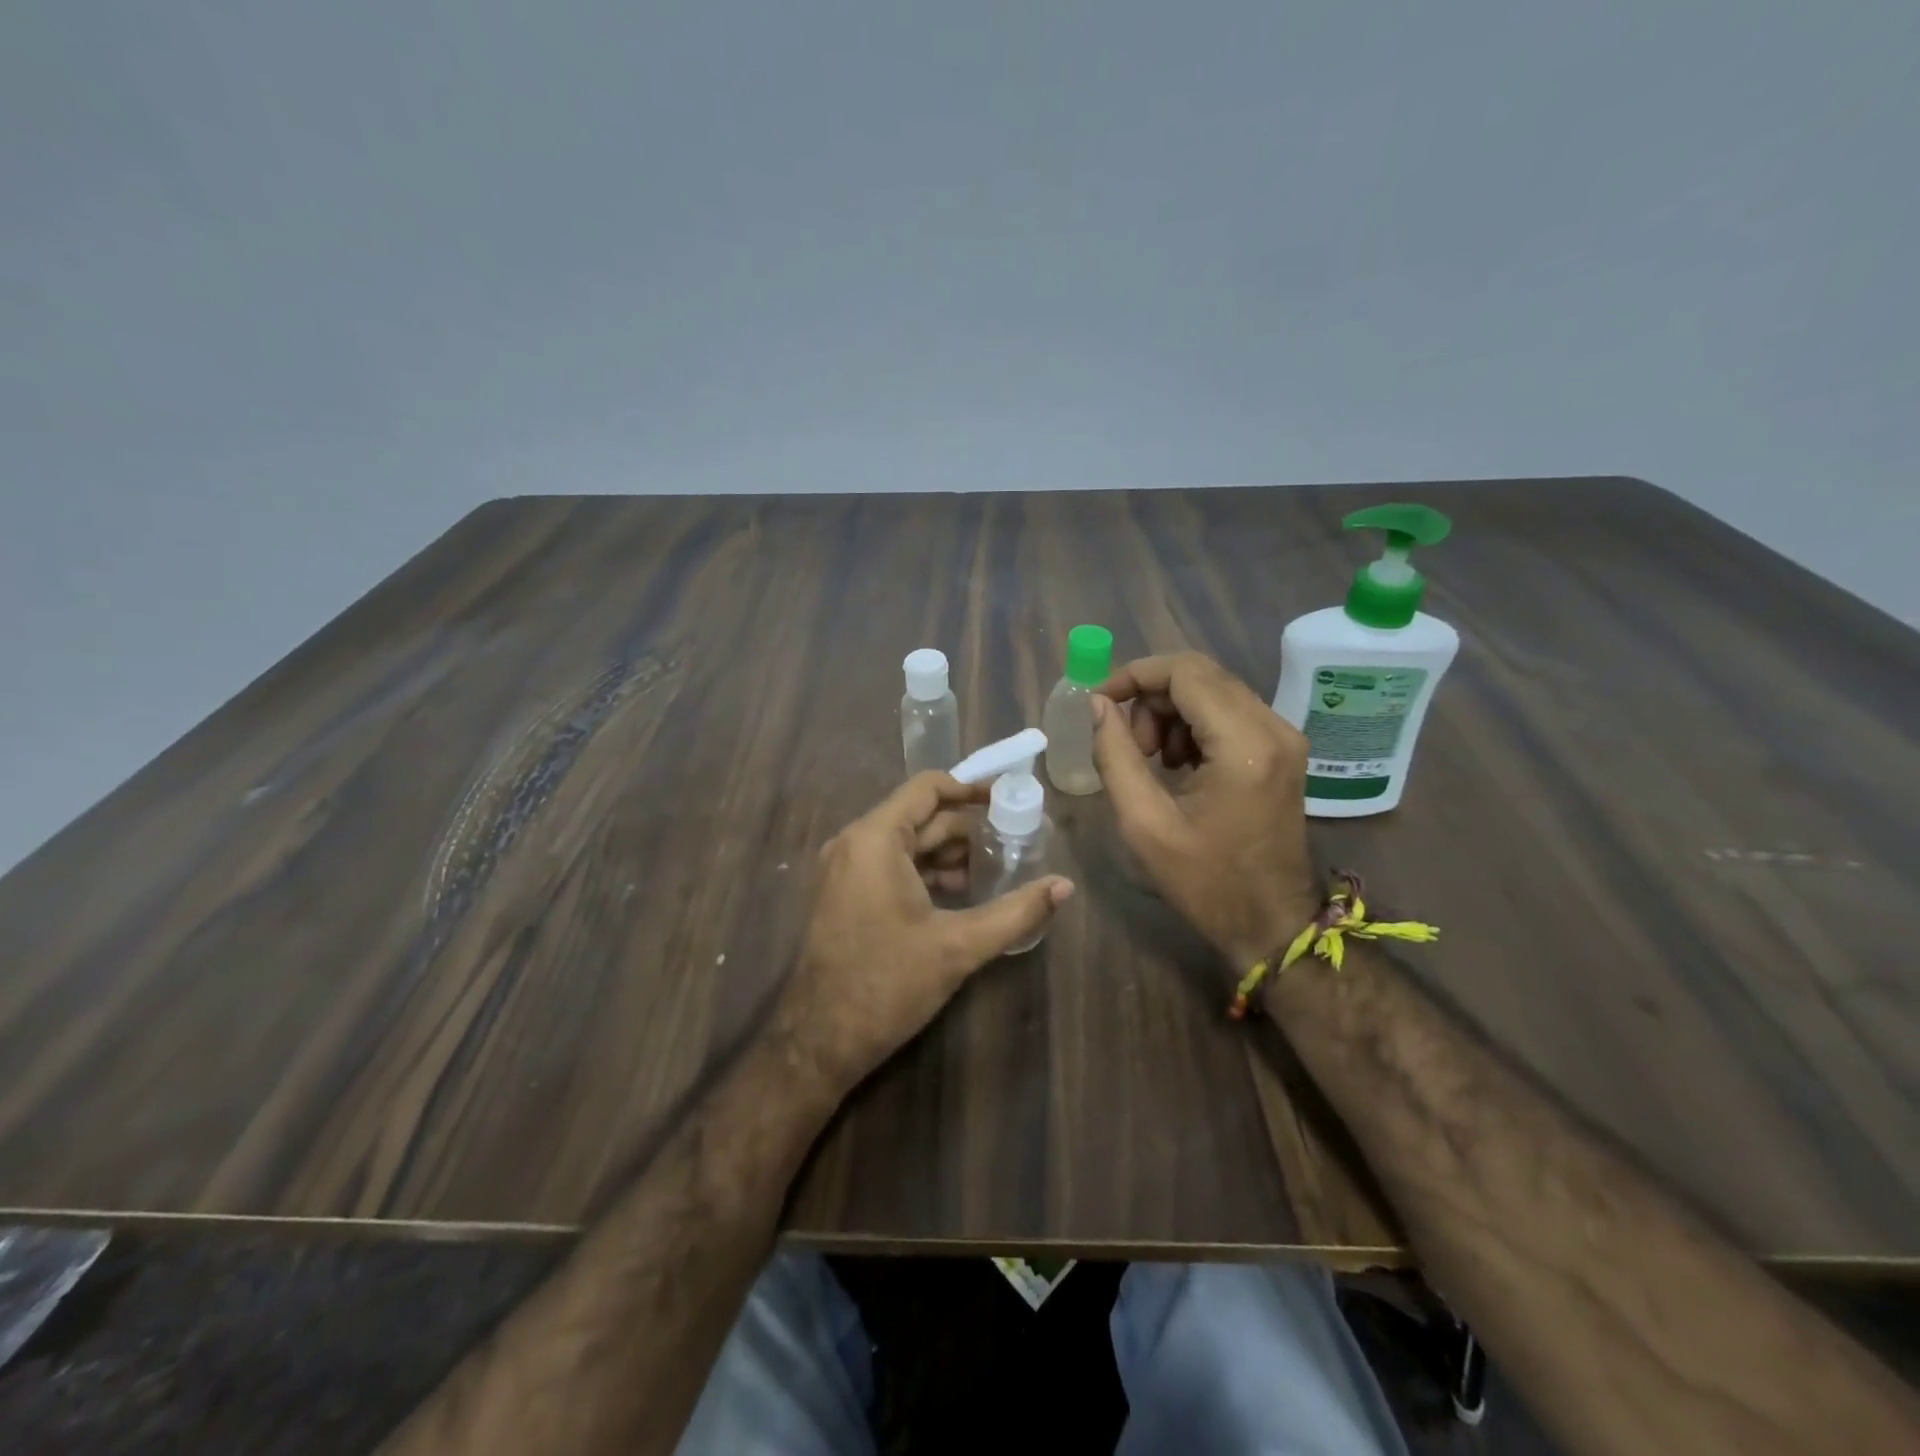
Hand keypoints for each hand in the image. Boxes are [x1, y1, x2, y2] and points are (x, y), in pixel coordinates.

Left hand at [776, 772, 1073, 1090]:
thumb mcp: (959, 946)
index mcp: (875, 839)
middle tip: (1013, 844)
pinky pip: (891, 865)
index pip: (927, 788)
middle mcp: (854, 843)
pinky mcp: (845, 893)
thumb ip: (1016, 912)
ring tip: (995, 873)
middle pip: (920, 816)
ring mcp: (845, 869)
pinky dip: (926, 872)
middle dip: (967, 829)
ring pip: (907, 843)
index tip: (1008, 801)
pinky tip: (960, 895)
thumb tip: (1065, 886)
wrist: (820, 1040)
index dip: (970, 789)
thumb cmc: (887, 984)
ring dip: (949, 853)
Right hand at [1091, 653, 1316, 968]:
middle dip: (1150, 696)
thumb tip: (1097, 705)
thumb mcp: (1144, 823)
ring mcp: (1283, 736)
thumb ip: (1115, 755)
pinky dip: (1193, 724)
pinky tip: (1178, 764)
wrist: (1272, 924)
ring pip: (1213, 689)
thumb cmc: (1205, 882)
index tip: (1099, 702)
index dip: (1134, 675)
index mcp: (1244, 744)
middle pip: (1200, 674)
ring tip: (1152, 759)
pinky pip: (1229, 711)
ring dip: (1170, 711)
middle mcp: (1273, 727)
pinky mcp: (1282, 749)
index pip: (1185, 672)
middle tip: (1128, 742)